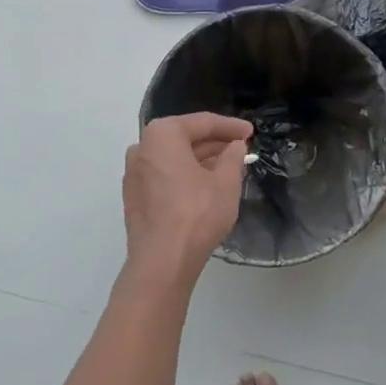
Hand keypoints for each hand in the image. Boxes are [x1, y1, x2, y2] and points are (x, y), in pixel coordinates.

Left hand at [122, 112, 253, 288]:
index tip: (251, 132)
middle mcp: (142, 147)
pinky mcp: (134, 196)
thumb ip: (232, 157)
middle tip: (241, 148)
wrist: (162, 262)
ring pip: (174, 158)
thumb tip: (235, 145)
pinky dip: (184, 175)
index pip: (202, 123)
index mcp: (162, 135)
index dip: (230, 127)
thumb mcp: (225, 182)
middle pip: (184, 138)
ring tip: (228, 166)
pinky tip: (205, 185)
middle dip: (214, 143)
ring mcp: (134, 173)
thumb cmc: (196, 214)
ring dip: (200, 160)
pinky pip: (164, 175)